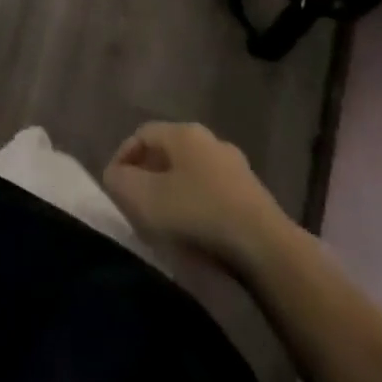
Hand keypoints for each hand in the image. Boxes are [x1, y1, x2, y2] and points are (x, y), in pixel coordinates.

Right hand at [103, 121, 288, 272]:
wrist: (266, 249)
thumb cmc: (198, 215)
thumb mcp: (145, 199)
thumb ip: (120, 182)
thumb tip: (115, 175)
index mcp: (183, 132)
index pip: (142, 134)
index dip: (123, 157)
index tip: (114, 187)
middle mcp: (210, 140)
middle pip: (168, 152)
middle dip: (148, 175)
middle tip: (137, 203)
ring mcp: (236, 167)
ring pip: (192, 173)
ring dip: (174, 192)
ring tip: (165, 222)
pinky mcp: (253, 196)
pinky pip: (213, 193)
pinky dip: (198, 207)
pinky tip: (195, 233)